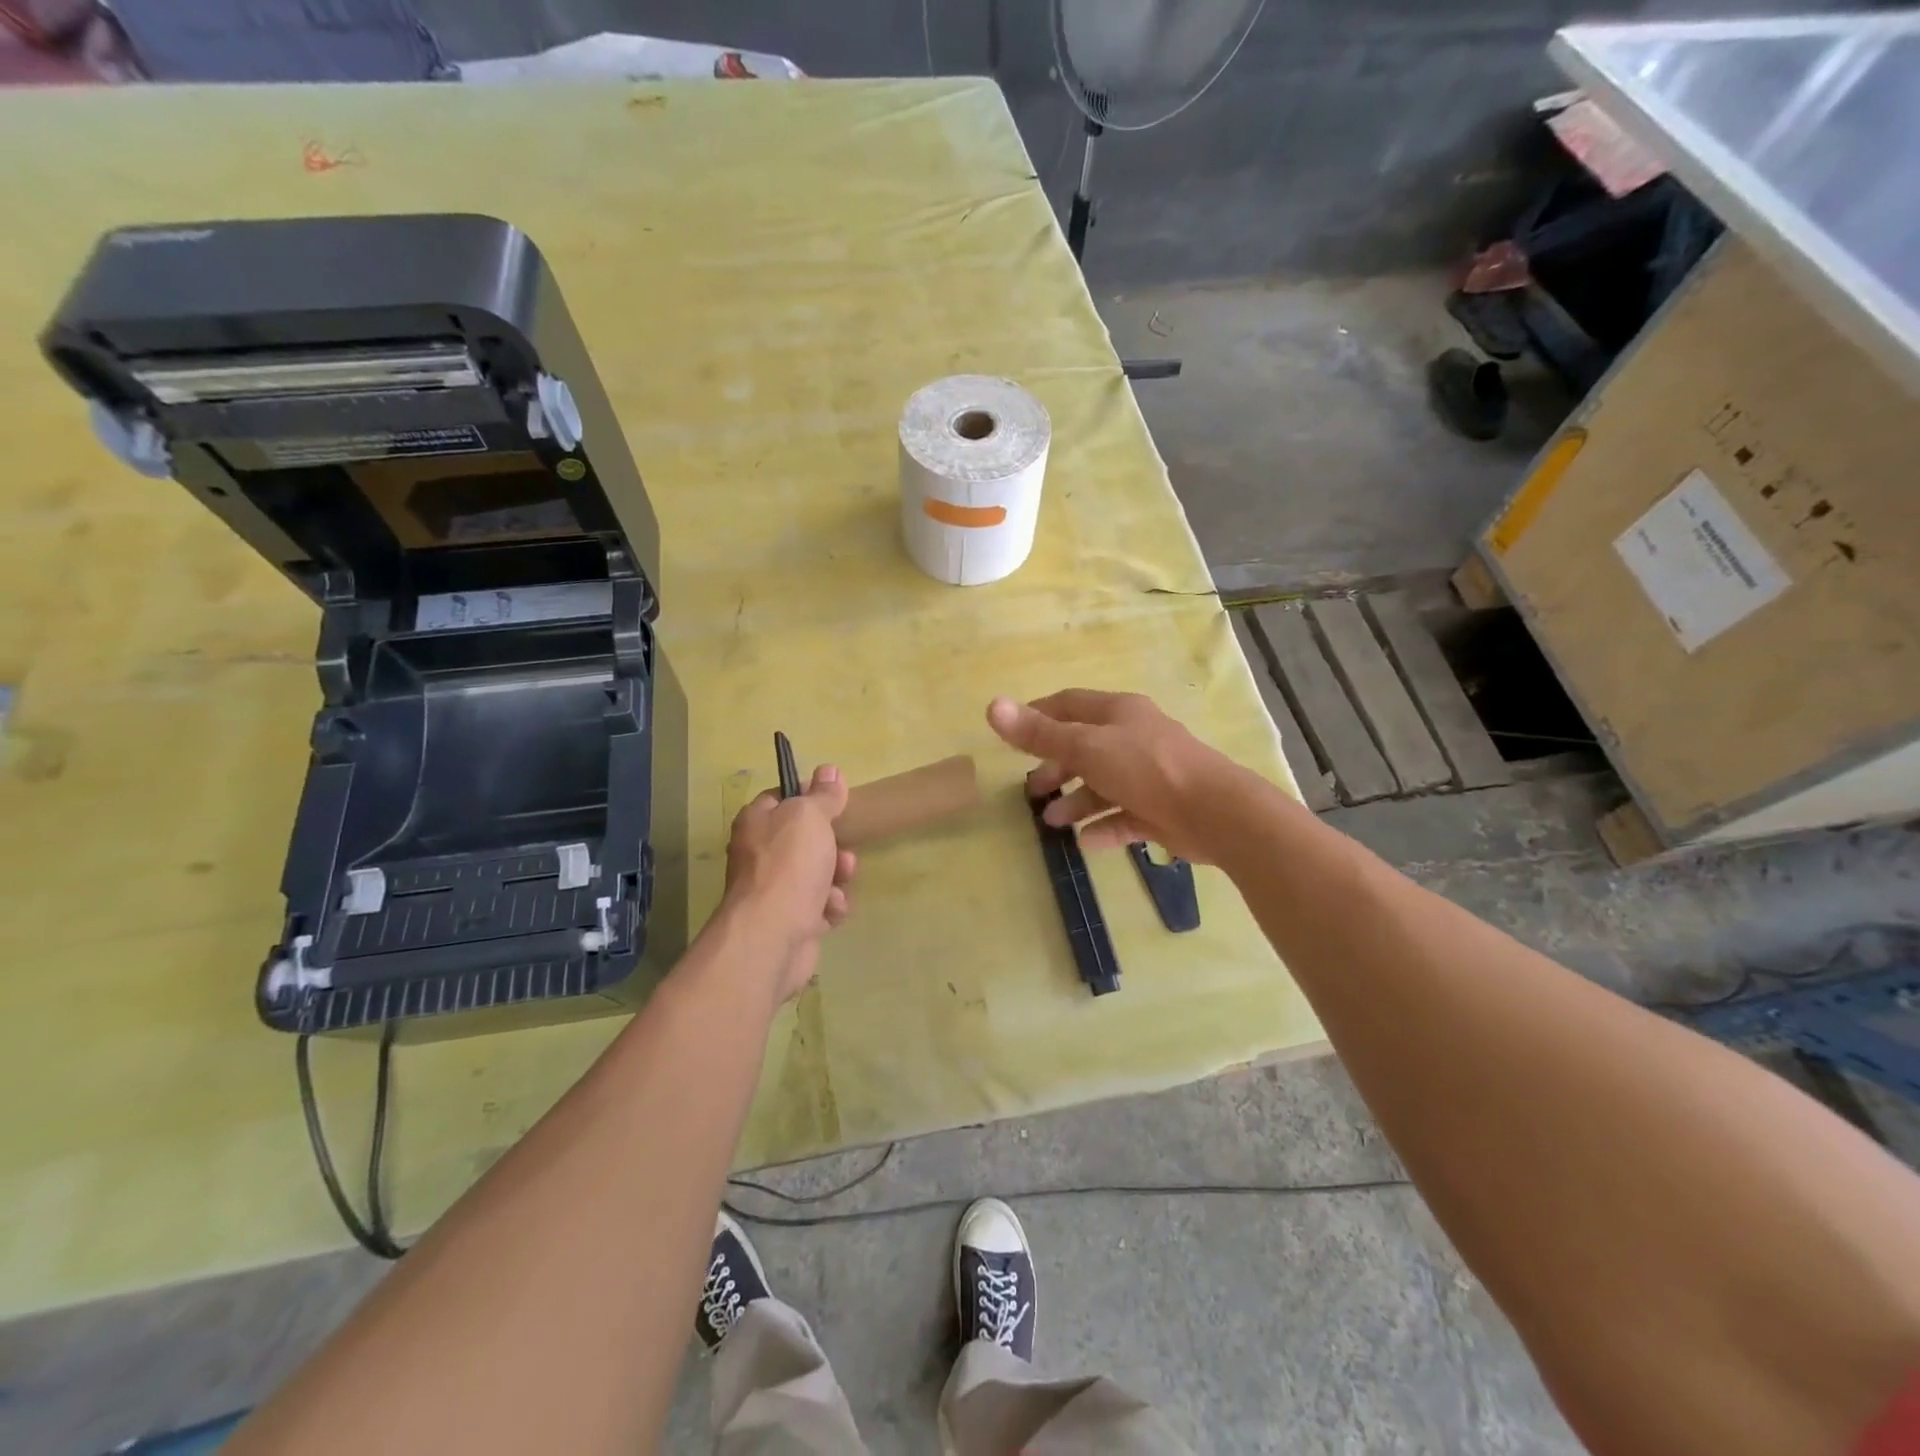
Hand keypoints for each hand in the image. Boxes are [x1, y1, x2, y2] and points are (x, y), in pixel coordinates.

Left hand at [722, 764, 857, 1002]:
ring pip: (819, 873)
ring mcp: (774, 890)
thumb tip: (830, 770)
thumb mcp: (810, 817)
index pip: (783, 797)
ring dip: (837, 877)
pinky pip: (821, 905)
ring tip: (839, 884)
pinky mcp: (791, 920)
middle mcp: (760, 854)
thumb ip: (823, 795)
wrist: (772, 935)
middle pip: (806, 839)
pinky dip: (830, 907)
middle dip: (833, 845)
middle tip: (842, 852)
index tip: (835, 801)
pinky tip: (831, 911)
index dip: (810, 797)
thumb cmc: (789, 866)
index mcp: (757, 822)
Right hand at [987, 690, 1241, 862]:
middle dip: (1056, 767)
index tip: (1013, 735)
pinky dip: (1105, 826)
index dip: (1039, 716)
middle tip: (1032, 789)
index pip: (1070, 704)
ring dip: (1077, 801)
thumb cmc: (1145, 768)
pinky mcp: (1162, 810)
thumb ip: (1040, 734)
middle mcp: (1135, 739)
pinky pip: (1125, 816)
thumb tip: (992, 706)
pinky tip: (1086, 842)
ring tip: (1052, 822)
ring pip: (1105, 785)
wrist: (1213, 812)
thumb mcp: (1086, 747)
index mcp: (1119, 713)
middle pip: (1086, 748)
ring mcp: (1151, 775)